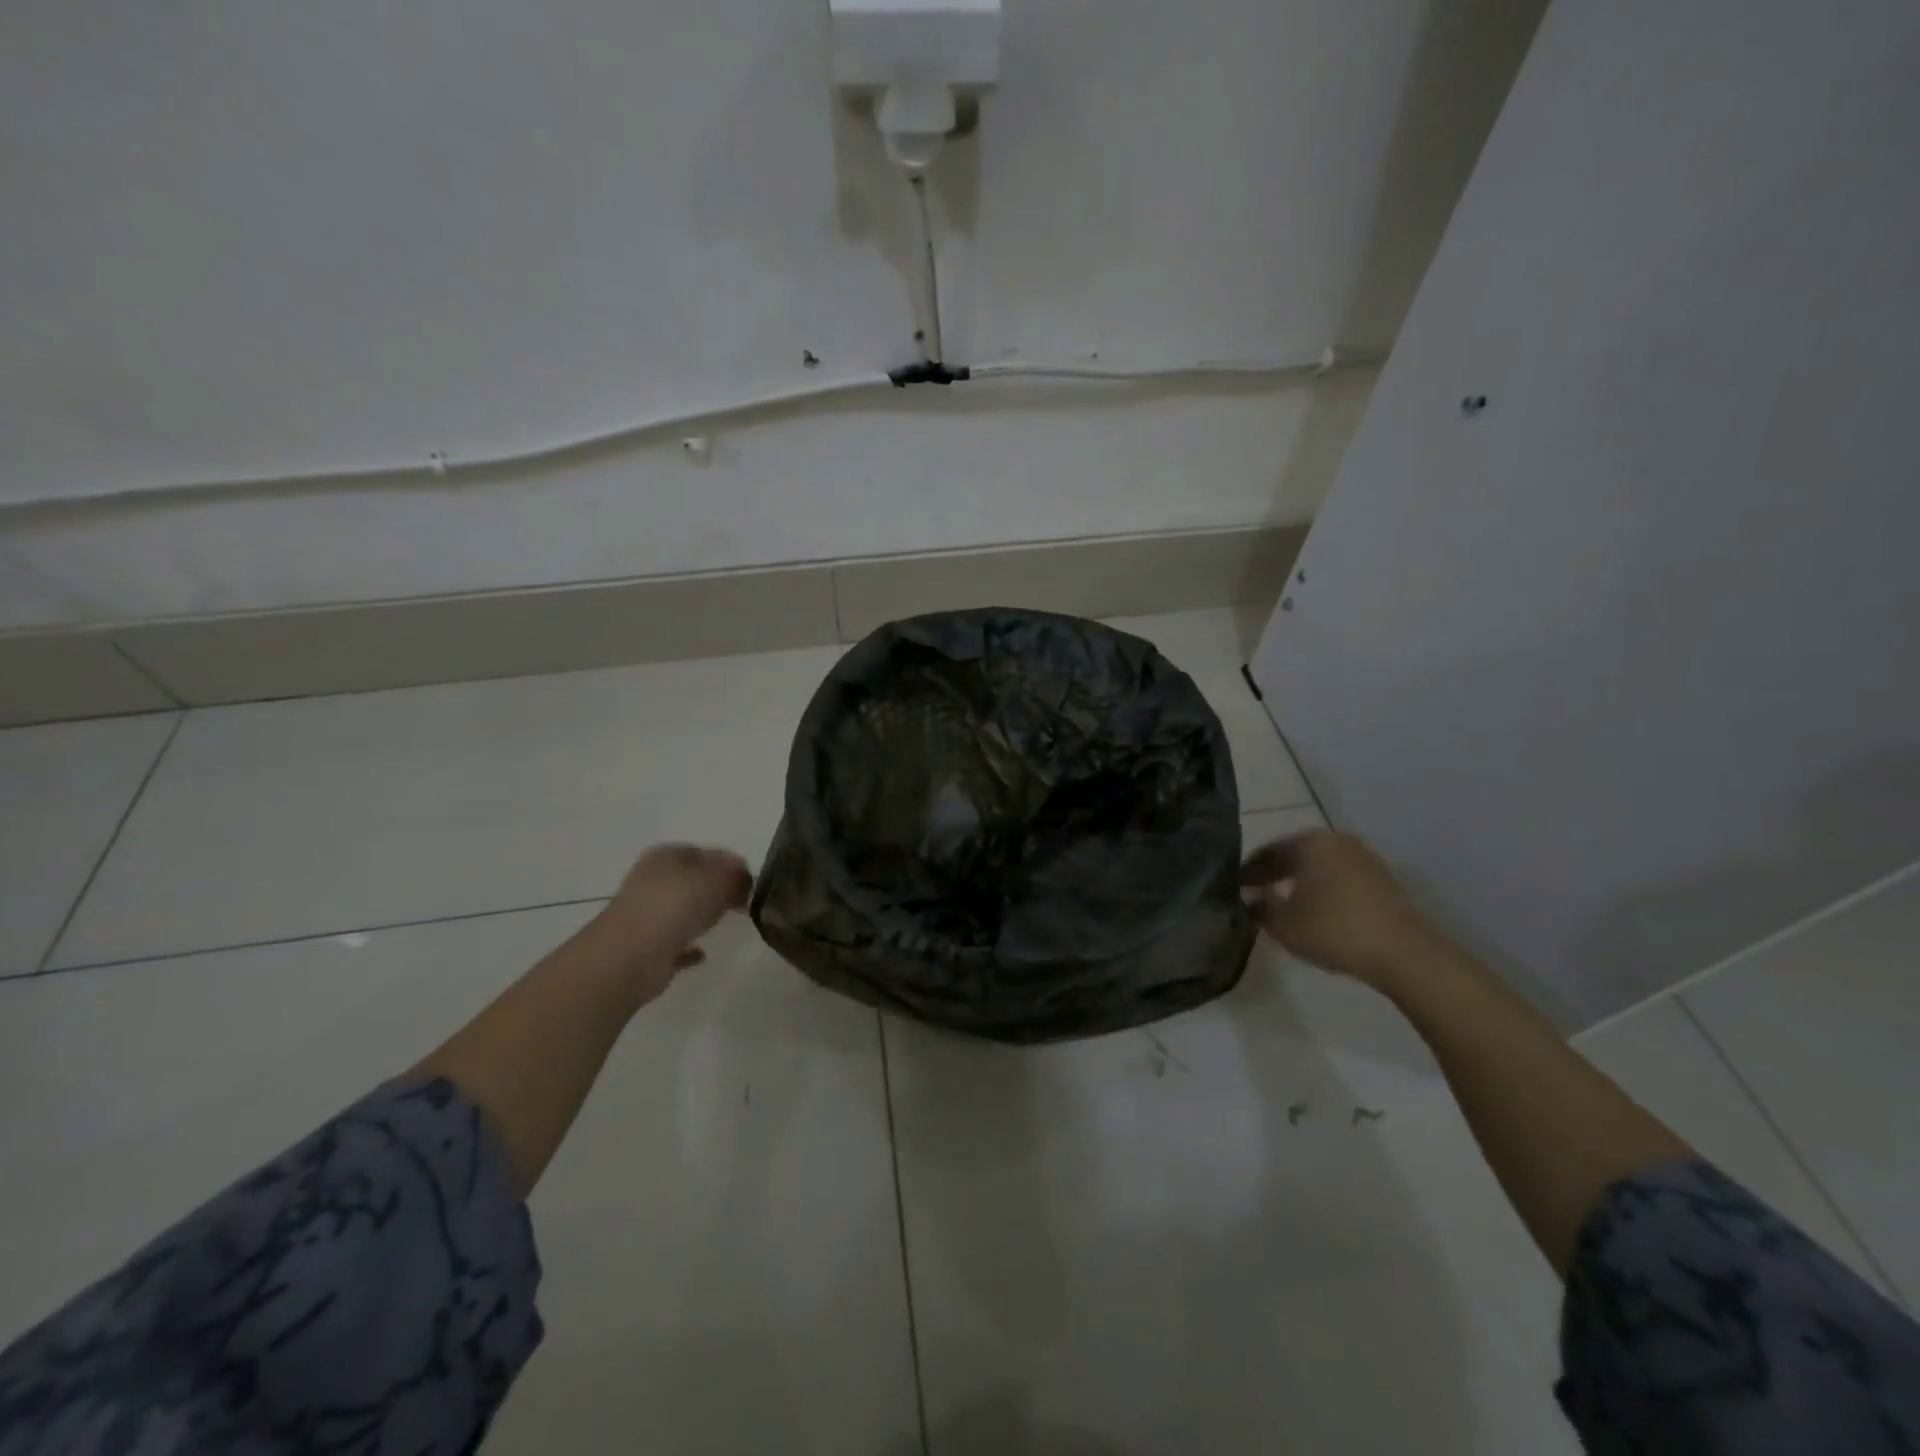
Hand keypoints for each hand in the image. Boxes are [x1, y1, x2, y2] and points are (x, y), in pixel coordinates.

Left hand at [588, 844, 753, 996]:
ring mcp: (646, 915)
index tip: (751, 881)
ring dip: (701, 914)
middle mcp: (652, 881)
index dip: (730, 864)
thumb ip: (735, 876)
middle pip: (692, 880)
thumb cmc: (675, 905)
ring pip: (682, 910)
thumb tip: (744, 880)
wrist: (631, 956)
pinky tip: (703, 954)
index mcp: (666, 856)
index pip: (705, 852)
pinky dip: (688, 946)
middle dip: (717, 888)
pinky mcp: (645, 948)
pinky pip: (674, 943)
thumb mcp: (717, 879)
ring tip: (727, 921)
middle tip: (743, 901)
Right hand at [1240, 830, 1438, 989]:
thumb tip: (1249, 901)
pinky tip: (1315, 910)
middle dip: (1273, 874)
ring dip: (1298, 882)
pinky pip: (1339, 878)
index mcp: (1309, 842)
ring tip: (1283, 904)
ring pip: (1319, 866)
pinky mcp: (1382, 880)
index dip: (1248, 870)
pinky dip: (1321, 889)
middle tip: (1254, 894)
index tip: (1234, 888)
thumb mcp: (1282, 923)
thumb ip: (1259, 908)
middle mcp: (1336, 841)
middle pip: (1295, 855)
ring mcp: (1363, 859)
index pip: (1268, 851)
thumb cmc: (1333, 929)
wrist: (1403, 953)